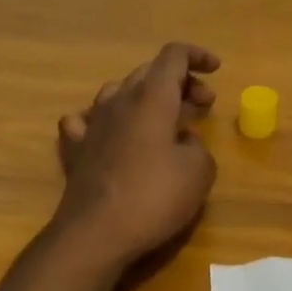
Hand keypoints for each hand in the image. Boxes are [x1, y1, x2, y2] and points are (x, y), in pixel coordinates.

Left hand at [53, 42, 220, 266]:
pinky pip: (85, 119)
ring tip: (163, 120)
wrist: (96, 234)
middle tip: (202, 106)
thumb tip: (182, 141)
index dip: (197, 56)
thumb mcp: (199, 172)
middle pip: (149, 73)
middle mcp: (118, 102)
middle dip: (180, 82)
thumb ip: (197, 146)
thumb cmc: (154, 198)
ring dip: (145, 97)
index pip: (174, 56)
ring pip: (118, 91)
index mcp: (152, 99)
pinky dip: (104, 118)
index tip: (216, 71)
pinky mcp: (75, 149)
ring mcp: (92, 124)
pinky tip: (110, 132)